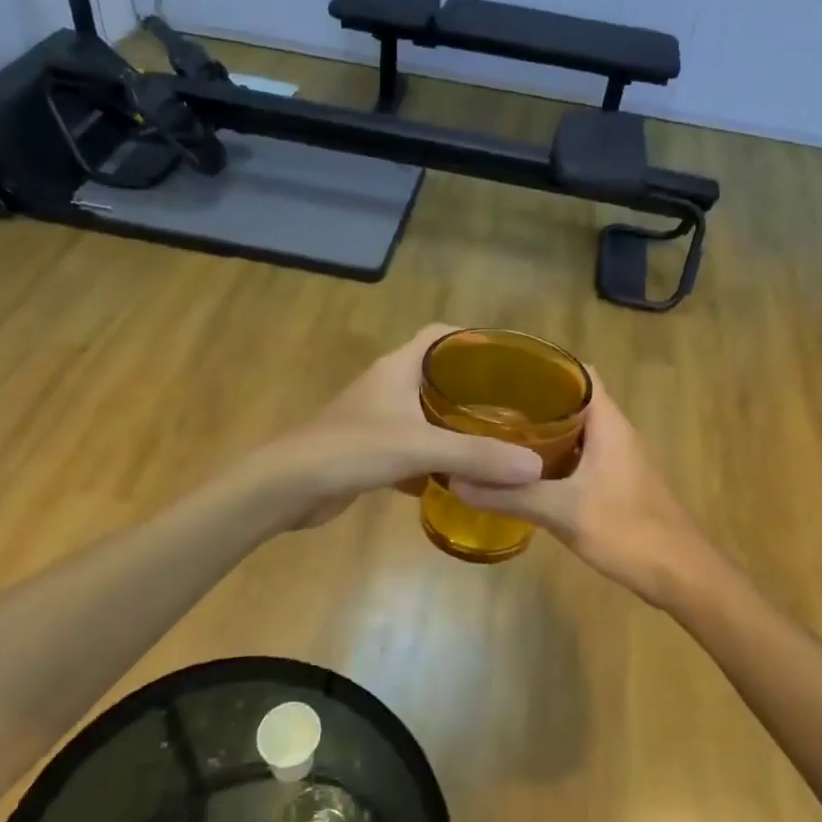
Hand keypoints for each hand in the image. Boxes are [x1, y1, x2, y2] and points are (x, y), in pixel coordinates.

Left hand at [252, 325, 544, 530]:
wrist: (287, 487)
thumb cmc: (351, 449)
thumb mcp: (419, 447)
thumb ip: (476, 455)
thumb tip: (534, 467)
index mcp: (399, 367)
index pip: (440, 334)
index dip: (473, 338)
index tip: (509, 358)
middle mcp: (389, 385)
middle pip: (438, 374)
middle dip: (474, 388)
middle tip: (516, 405)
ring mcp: (377, 419)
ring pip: (426, 414)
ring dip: (455, 426)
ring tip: (497, 439)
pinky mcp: (370, 451)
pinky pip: (413, 446)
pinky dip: (435, 458)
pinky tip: (461, 477)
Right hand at [451, 382, 717, 610]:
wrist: (682, 575)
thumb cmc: (629, 531)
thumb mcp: (563, 511)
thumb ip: (511, 496)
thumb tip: (456, 480)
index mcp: (609, 423)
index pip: (578, 372)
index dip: (545, 364)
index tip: (503, 369)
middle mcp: (614, 432)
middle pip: (572, 400)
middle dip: (533, 399)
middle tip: (487, 403)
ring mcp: (617, 460)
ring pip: (575, 431)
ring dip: (541, 431)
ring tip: (496, 432)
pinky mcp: (615, 484)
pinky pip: (578, 457)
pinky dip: (551, 458)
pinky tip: (522, 473)